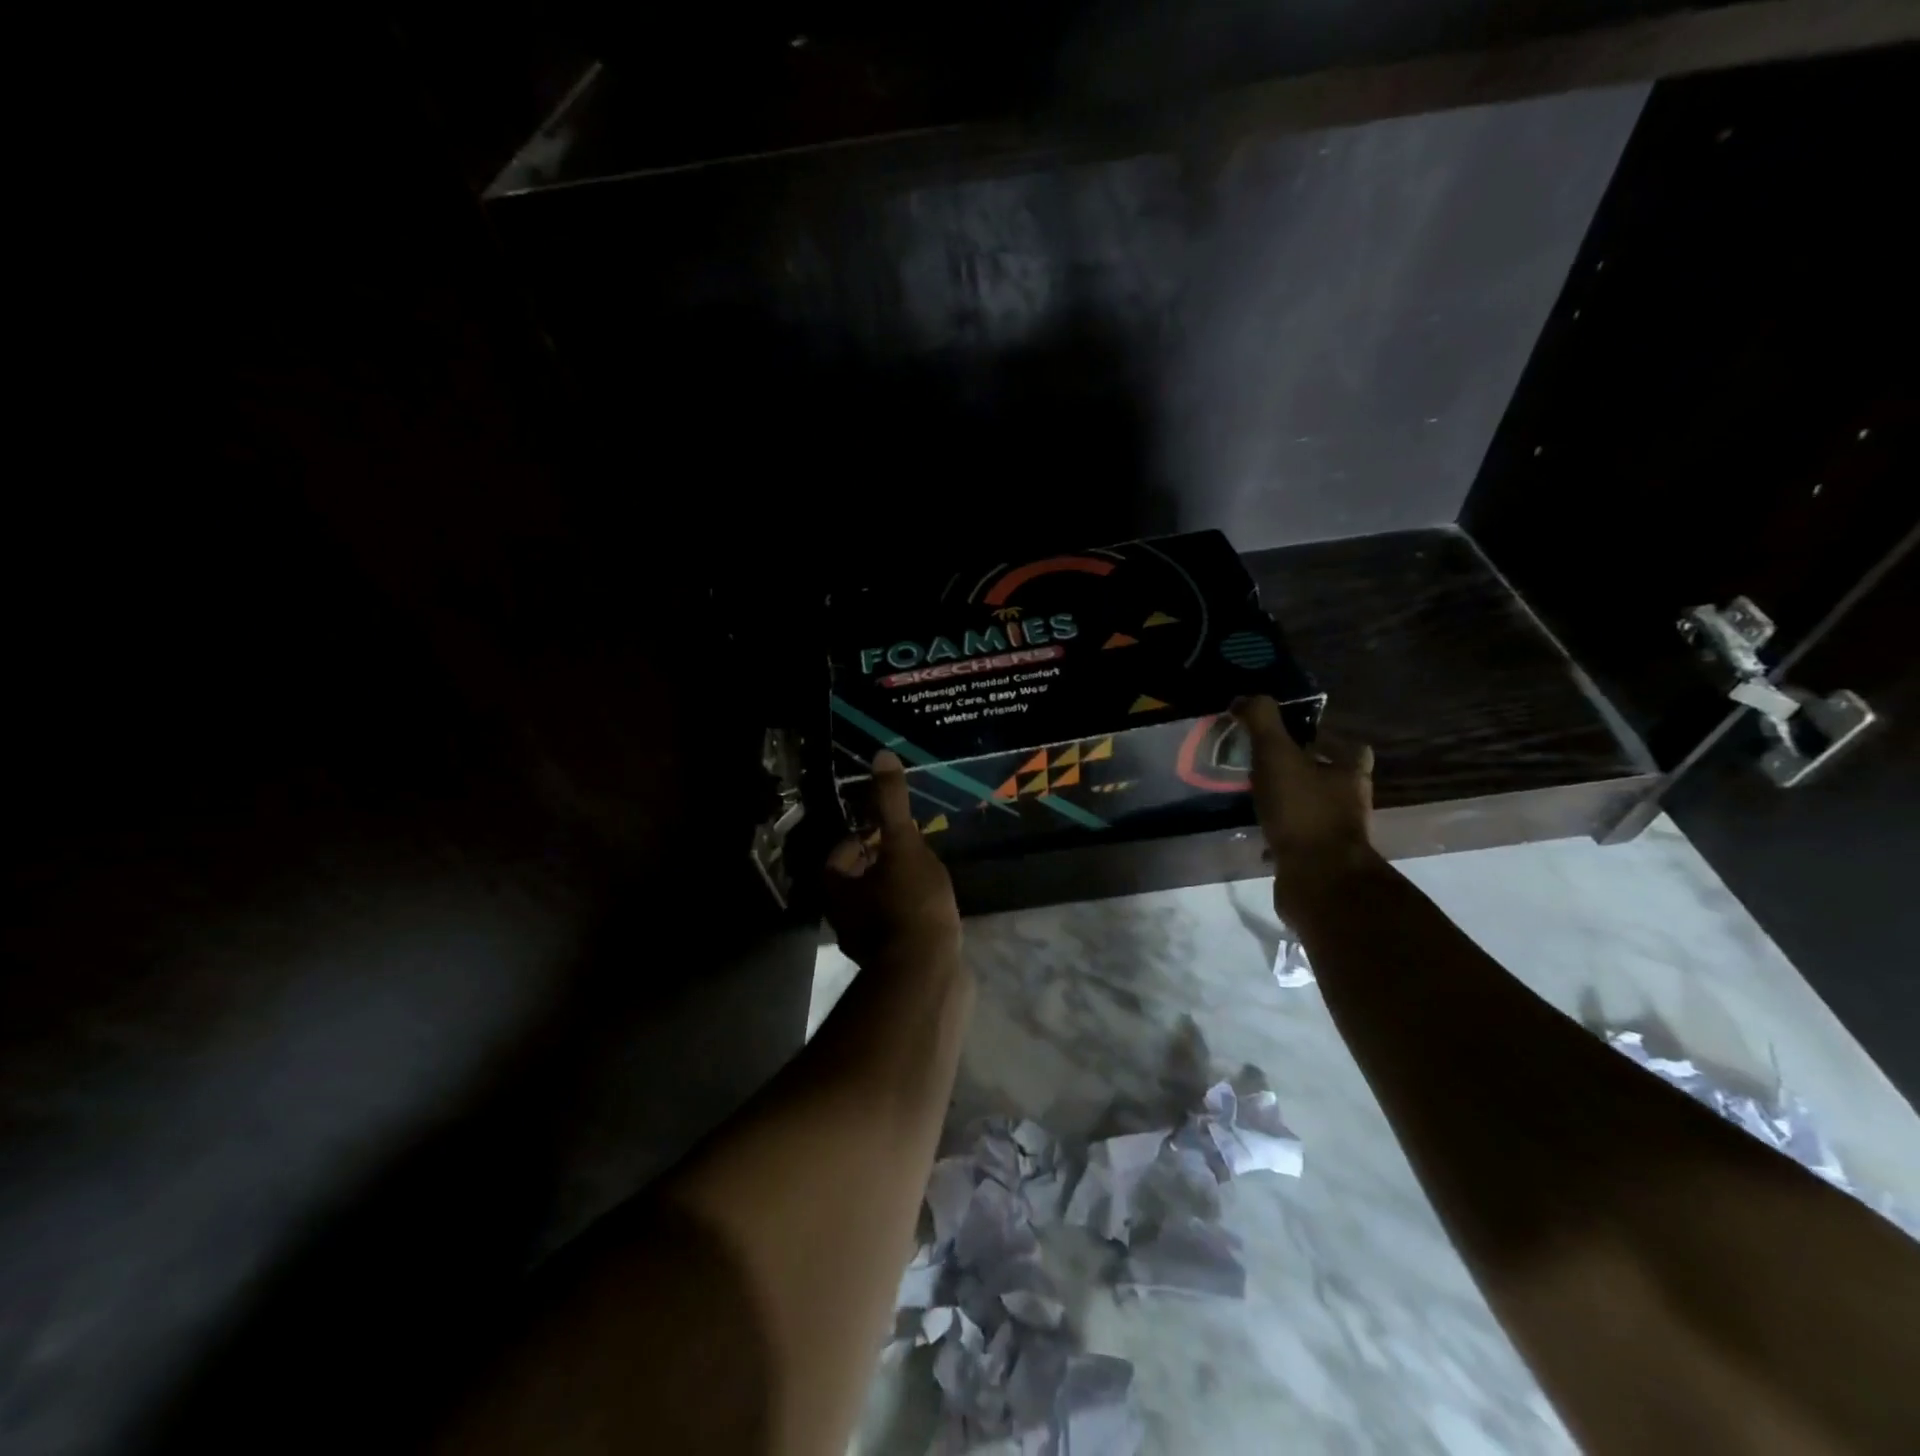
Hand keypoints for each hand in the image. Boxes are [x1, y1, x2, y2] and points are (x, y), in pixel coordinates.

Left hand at [824, 750, 961, 968]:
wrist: (927, 974)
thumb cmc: (909, 904)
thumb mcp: (903, 845)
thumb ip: (891, 804)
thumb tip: (880, 755)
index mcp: (839, 891)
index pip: (837, 858)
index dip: (858, 841)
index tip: (883, 832)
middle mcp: (845, 919)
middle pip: (855, 884)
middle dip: (877, 866)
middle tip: (907, 850)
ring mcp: (868, 946)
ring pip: (876, 908)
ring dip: (893, 892)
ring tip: (924, 877)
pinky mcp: (894, 963)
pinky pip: (897, 930)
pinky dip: (909, 916)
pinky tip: (934, 910)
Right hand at [1231, 696, 1379, 920]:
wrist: (1318, 880)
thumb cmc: (1303, 811)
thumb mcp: (1277, 755)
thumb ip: (1262, 722)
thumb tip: (1245, 697)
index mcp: (1350, 773)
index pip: (1351, 748)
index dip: (1328, 741)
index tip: (1297, 739)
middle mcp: (1351, 803)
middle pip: (1332, 779)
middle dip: (1304, 773)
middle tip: (1266, 767)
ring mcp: (1337, 835)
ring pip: (1314, 810)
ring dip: (1291, 805)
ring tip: (1256, 799)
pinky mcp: (1320, 862)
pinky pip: (1299, 841)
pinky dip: (1281, 836)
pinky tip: (1257, 835)